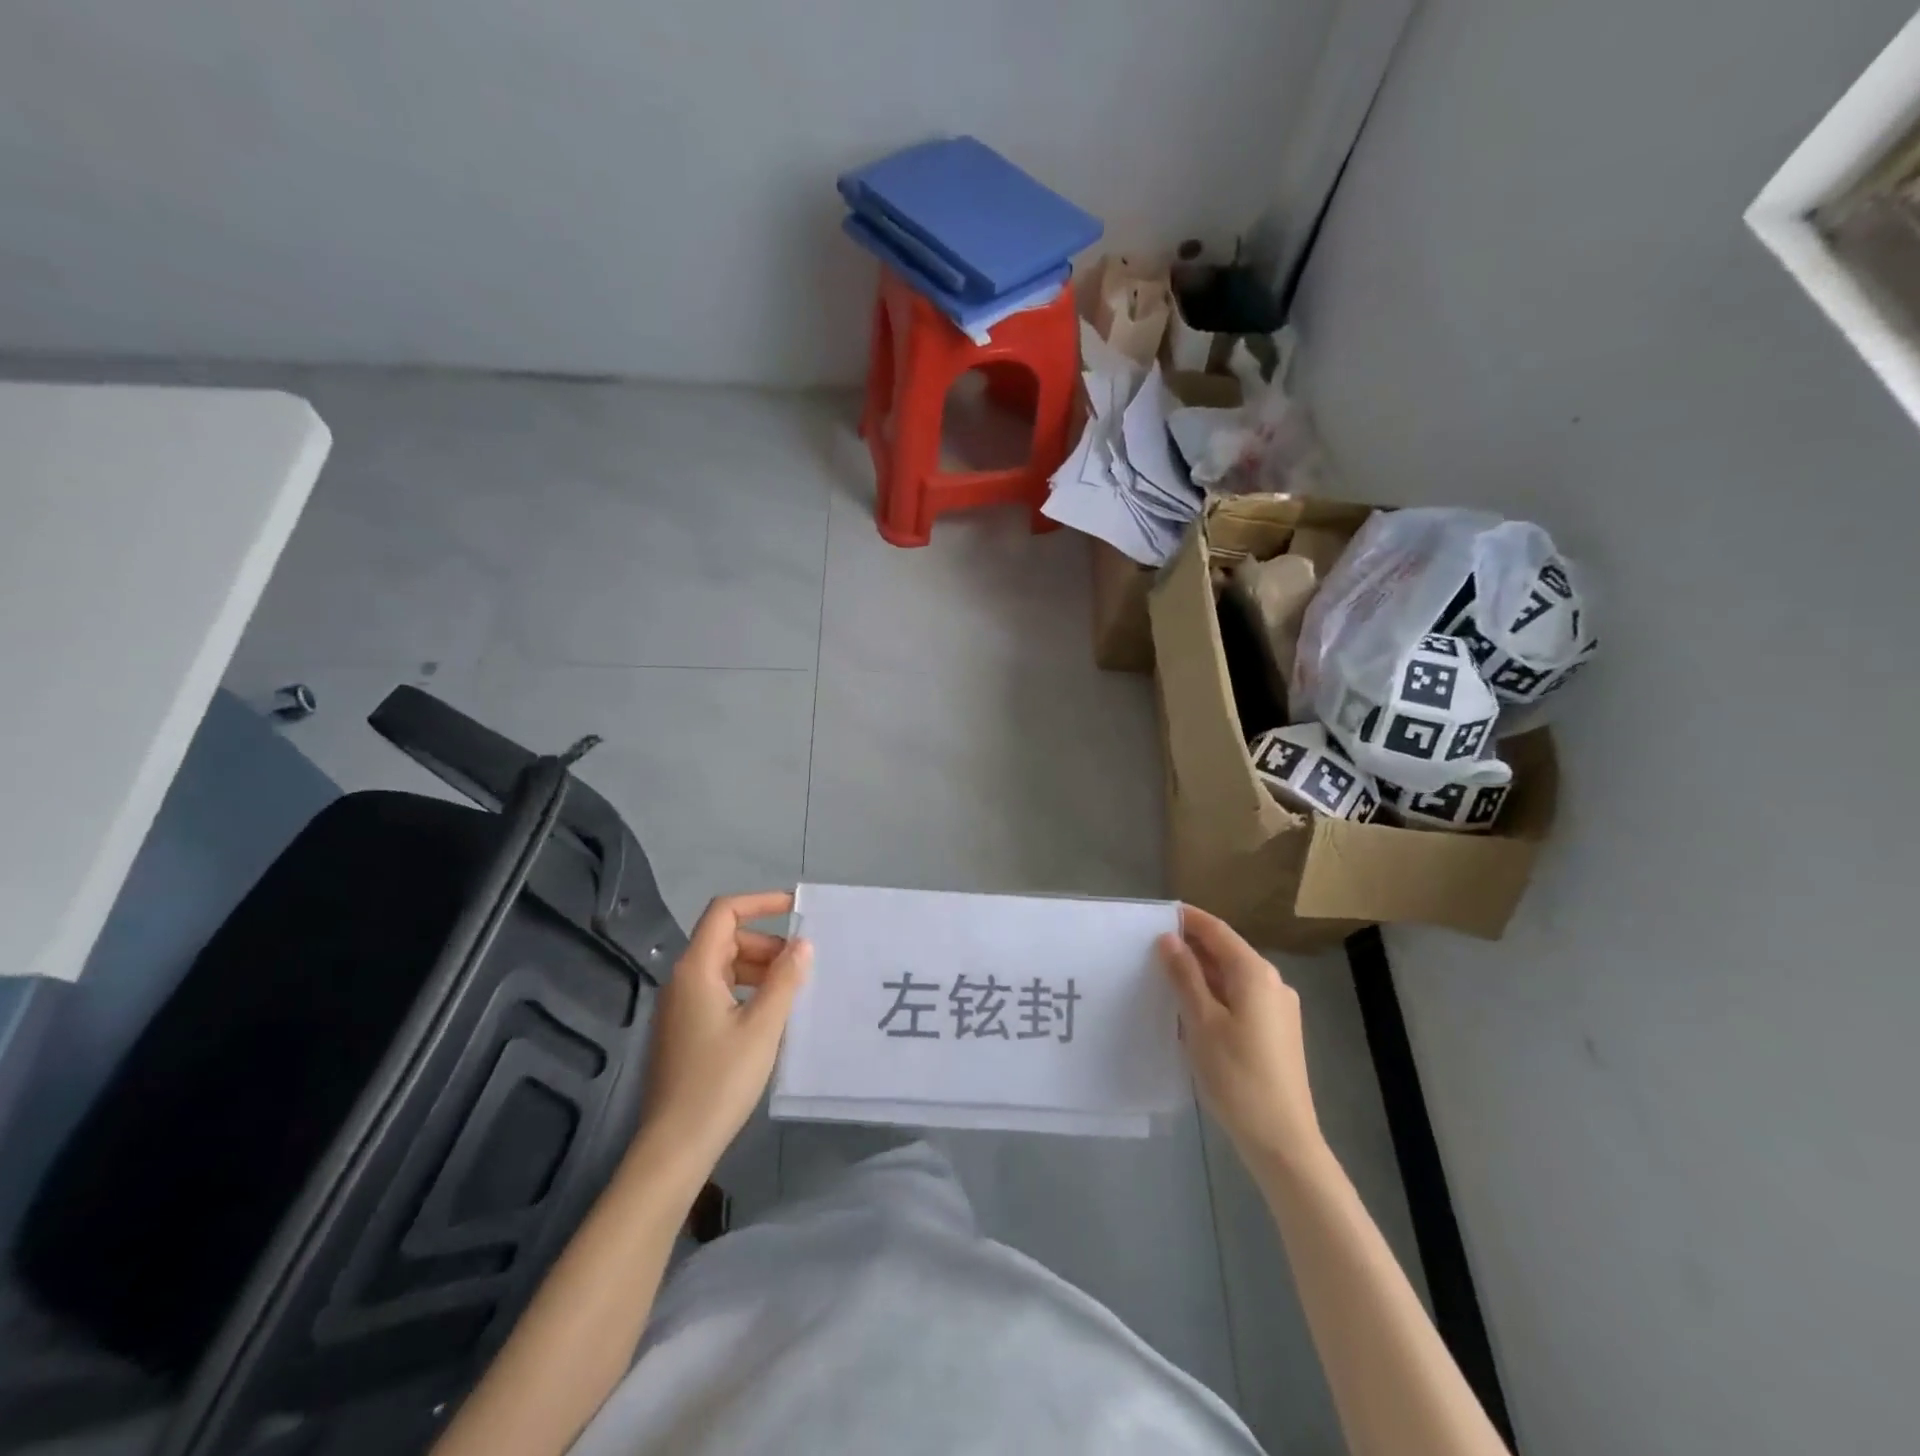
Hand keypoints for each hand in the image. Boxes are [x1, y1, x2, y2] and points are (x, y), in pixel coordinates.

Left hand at [637, 891, 809, 1178]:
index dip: (760, 902)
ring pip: (723, 967)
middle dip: (765, 942)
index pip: (724, 912)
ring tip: (792, 989)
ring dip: (758, 967)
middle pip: (725, 939)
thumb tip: (803, 943)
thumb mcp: (763, 1027)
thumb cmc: (720, 1080)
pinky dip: (746, 990)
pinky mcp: (683, 1031)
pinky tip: (769, 1015)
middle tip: (801, 964)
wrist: (674, 1146)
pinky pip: (718, 991)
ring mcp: (679, 1007)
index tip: (796, 908)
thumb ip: (785, 980)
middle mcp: (682, 980)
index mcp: (696, 970)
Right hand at [1158, 904, 1324, 1172]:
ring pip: (1232, 977)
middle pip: (1226, 952)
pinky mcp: (1277, 1032)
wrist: (1282, 1140)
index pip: (1216, 931)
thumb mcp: (1201, 1021)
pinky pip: (1240, 999)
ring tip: (1163, 978)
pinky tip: (1190, 1010)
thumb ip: (1184, 975)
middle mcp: (1272, 983)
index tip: (1155, 915)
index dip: (1187, 919)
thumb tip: (1168, 939)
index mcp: (1255, 973)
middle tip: (1149, 949)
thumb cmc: (1236, 1076)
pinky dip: (1214, 995)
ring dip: (1200, 973)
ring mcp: (1279, 1009)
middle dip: (1190, 947)